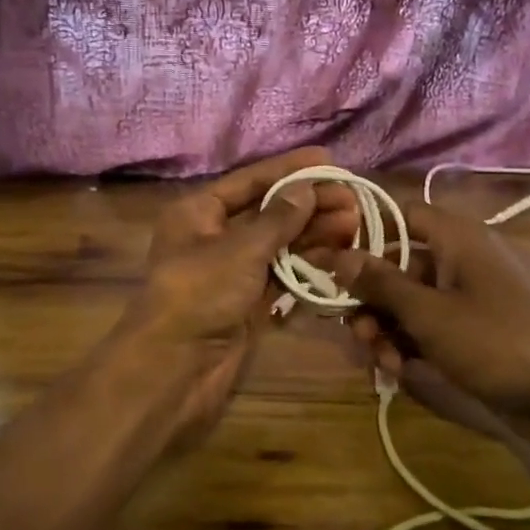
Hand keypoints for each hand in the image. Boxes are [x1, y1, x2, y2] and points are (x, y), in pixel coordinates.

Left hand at [108, 148, 361, 444]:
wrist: (175, 369)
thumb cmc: (200, 294)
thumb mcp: (240, 249)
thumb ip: (278, 218)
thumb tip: (305, 188)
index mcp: (199, 213)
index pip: (250, 181)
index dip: (289, 170)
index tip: (329, 160)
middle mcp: (214, 236)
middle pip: (268, 211)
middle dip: (309, 204)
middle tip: (352, 200)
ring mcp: (232, 271)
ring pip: (279, 243)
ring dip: (314, 233)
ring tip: (353, 225)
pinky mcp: (248, 302)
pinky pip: (282, 274)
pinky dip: (307, 264)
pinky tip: (338, 254)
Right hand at [328, 203, 529, 451]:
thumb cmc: (495, 340)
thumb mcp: (429, 313)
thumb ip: (380, 283)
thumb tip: (338, 255)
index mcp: (455, 238)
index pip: (398, 215)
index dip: (363, 234)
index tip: (332, 263)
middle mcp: (458, 259)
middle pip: (397, 264)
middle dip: (371, 299)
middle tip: (356, 330)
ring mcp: (466, 297)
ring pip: (409, 301)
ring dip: (387, 328)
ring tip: (382, 360)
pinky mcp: (472, 331)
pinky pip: (428, 326)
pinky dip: (410, 344)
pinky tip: (400, 371)